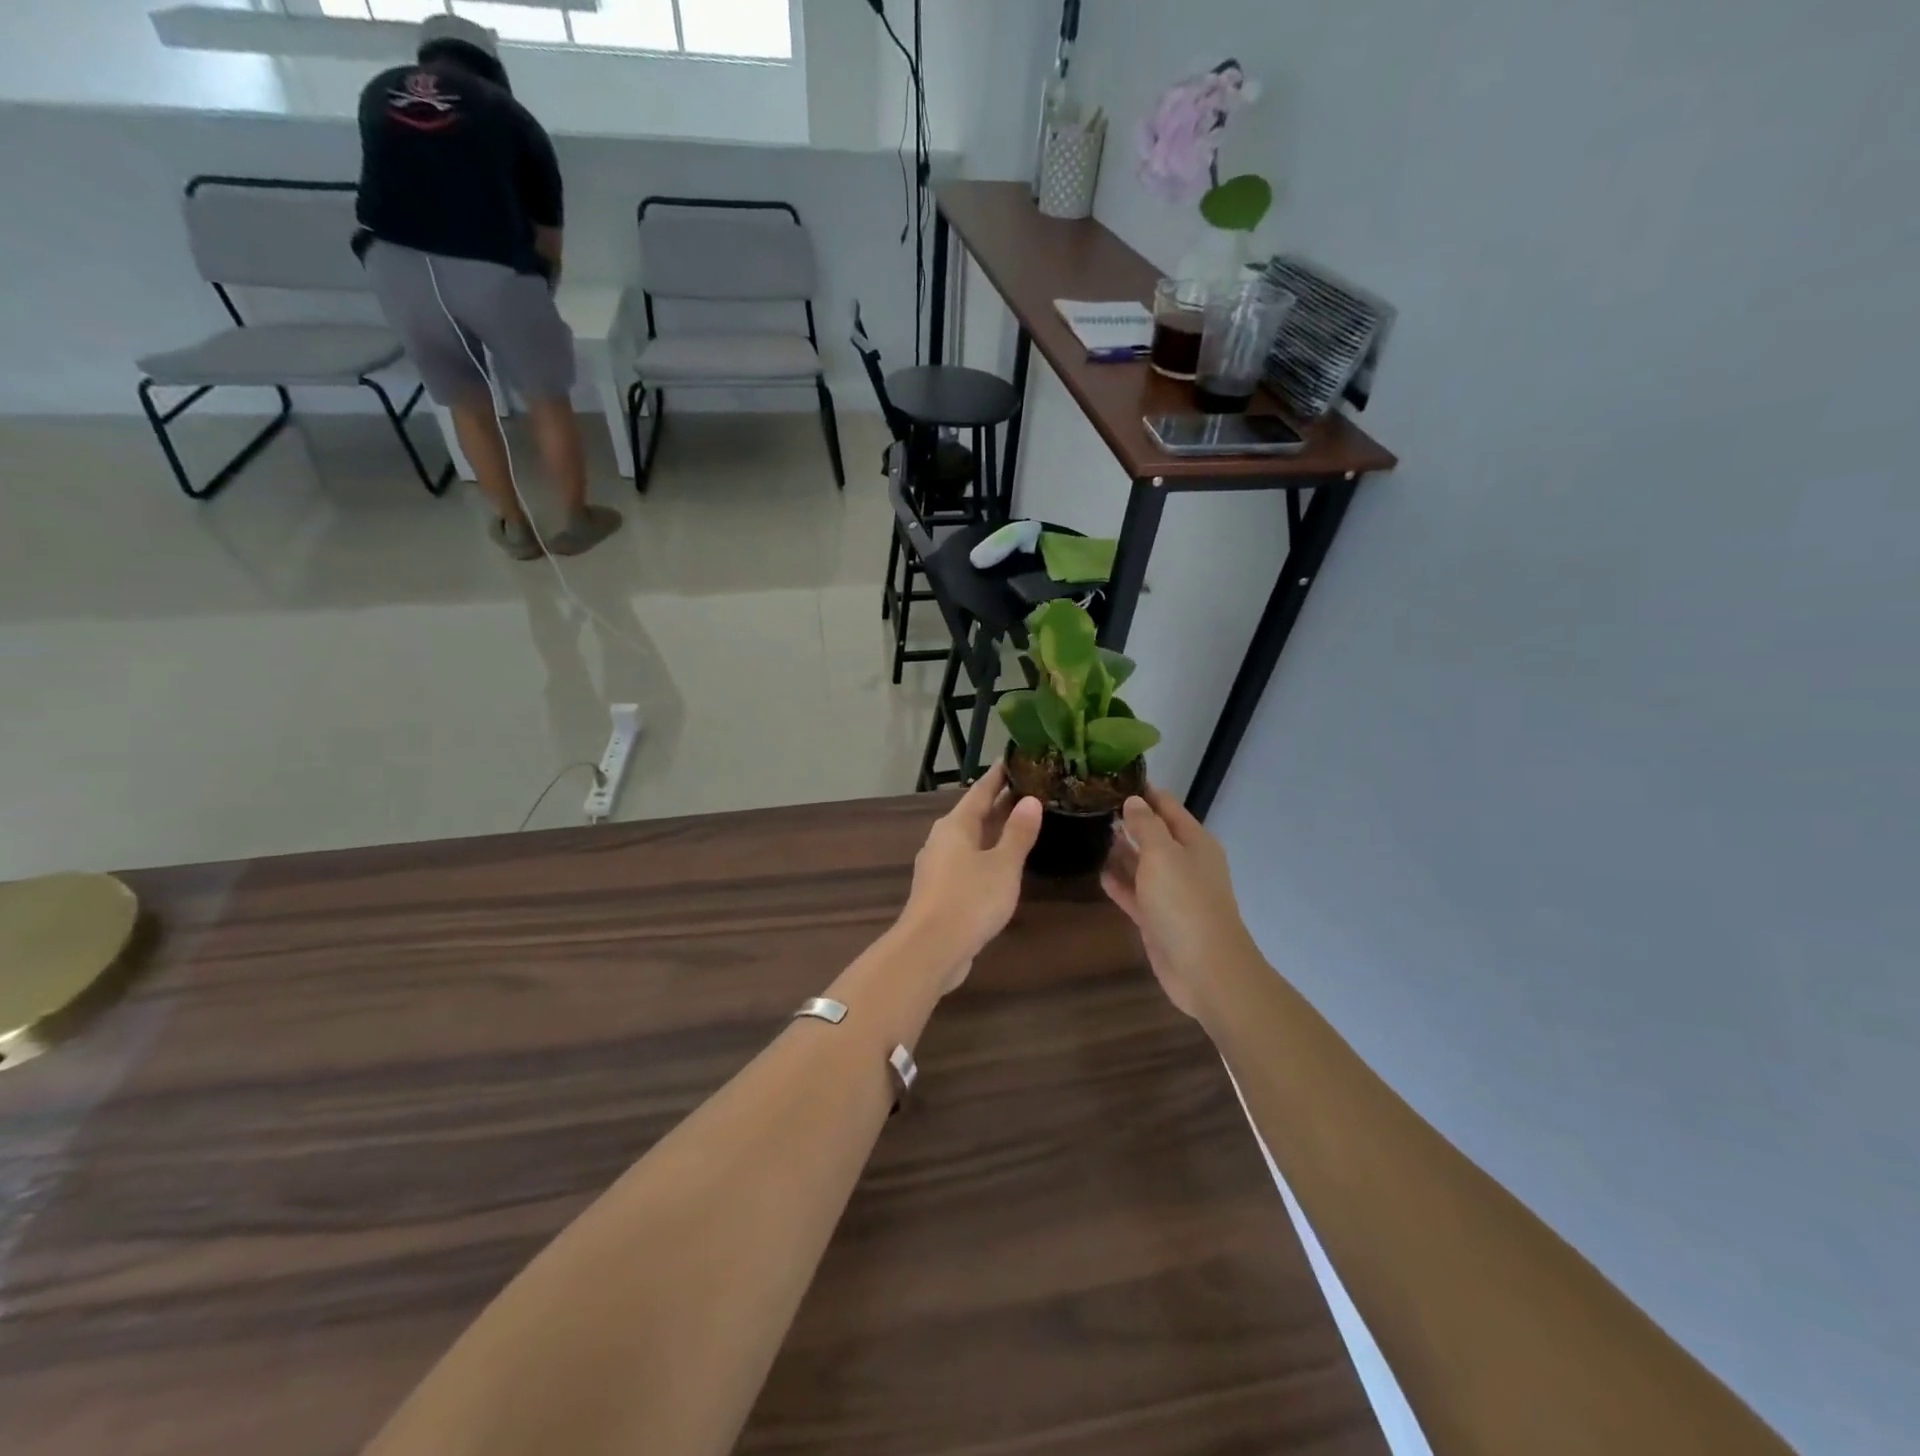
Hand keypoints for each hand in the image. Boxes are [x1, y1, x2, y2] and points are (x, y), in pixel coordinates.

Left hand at [899, 765, 1042, 990]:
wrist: (930, 949)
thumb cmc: (969, 899)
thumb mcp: (1003, 865)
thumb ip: (1018, 833)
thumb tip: (1030, 800)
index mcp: (956, 825)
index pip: (980, 790)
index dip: (999, 775)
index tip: (1014, 758)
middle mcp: (943, 839)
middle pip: (974, 814)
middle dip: (1000, 802)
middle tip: (1029, 788)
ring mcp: (939, 866)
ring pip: (971, 839)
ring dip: (994, 829)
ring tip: (1021, 822)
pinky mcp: (941, 891)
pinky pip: (968, 861)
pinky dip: (987, 854)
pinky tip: (1003, 864)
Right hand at [1101, 788, 1255, 1018]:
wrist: (1205, 969)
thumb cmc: (1185, 903)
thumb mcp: (1162, 855)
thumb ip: (1145, 825)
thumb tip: (1133, 801)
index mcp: (1194, 842)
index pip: (1167, 806)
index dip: (1144, 792)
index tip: (1112, 778)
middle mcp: (1184, 863)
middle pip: (1154, 834)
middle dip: (1128, 821)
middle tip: (1091, 806)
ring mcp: (1171, 893)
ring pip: (1142, 864)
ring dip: (1121, 851)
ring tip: (1089, 833)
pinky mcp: (1157, 918)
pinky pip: (1135, 893)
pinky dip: (1119, 883)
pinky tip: (1097, 872)